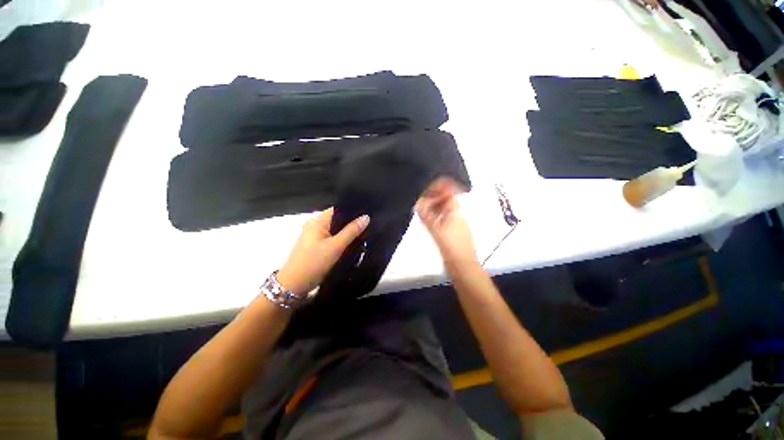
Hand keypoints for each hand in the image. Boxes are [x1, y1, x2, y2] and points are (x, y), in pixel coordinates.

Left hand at [277, 208, 368, 295]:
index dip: (353, 210)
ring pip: (335, 229)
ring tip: (365, 231)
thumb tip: (366, 217)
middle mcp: (315, 225)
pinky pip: (332, 238)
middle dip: (352, 222)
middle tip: (369, 224)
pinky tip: (352, 242)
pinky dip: (341, 239)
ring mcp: (314, 236)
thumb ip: (351, 231)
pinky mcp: (316, 246)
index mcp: (317, 221)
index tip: (368, 213)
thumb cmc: (314, 262)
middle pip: (337, 219)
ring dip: (347, 231)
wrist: (294, 285)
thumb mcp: (335, 246)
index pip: (338, 209)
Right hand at [415, 178, 477, 270]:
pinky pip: (441, 220)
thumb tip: (417, 201)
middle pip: (444, 201)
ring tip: (419, 206)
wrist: (462, 267)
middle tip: (418, 197)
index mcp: (456, 211)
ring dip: (432, 207)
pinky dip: (433, 217)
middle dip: (432, 197)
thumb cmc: (452, 246)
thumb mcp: (437, 229)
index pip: (449, 192)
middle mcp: (456, 215)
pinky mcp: (450, 233)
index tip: (425, 185)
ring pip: (442, 211)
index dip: (439, 187)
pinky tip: (425, 220)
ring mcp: (454, 224)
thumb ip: (426, 215)